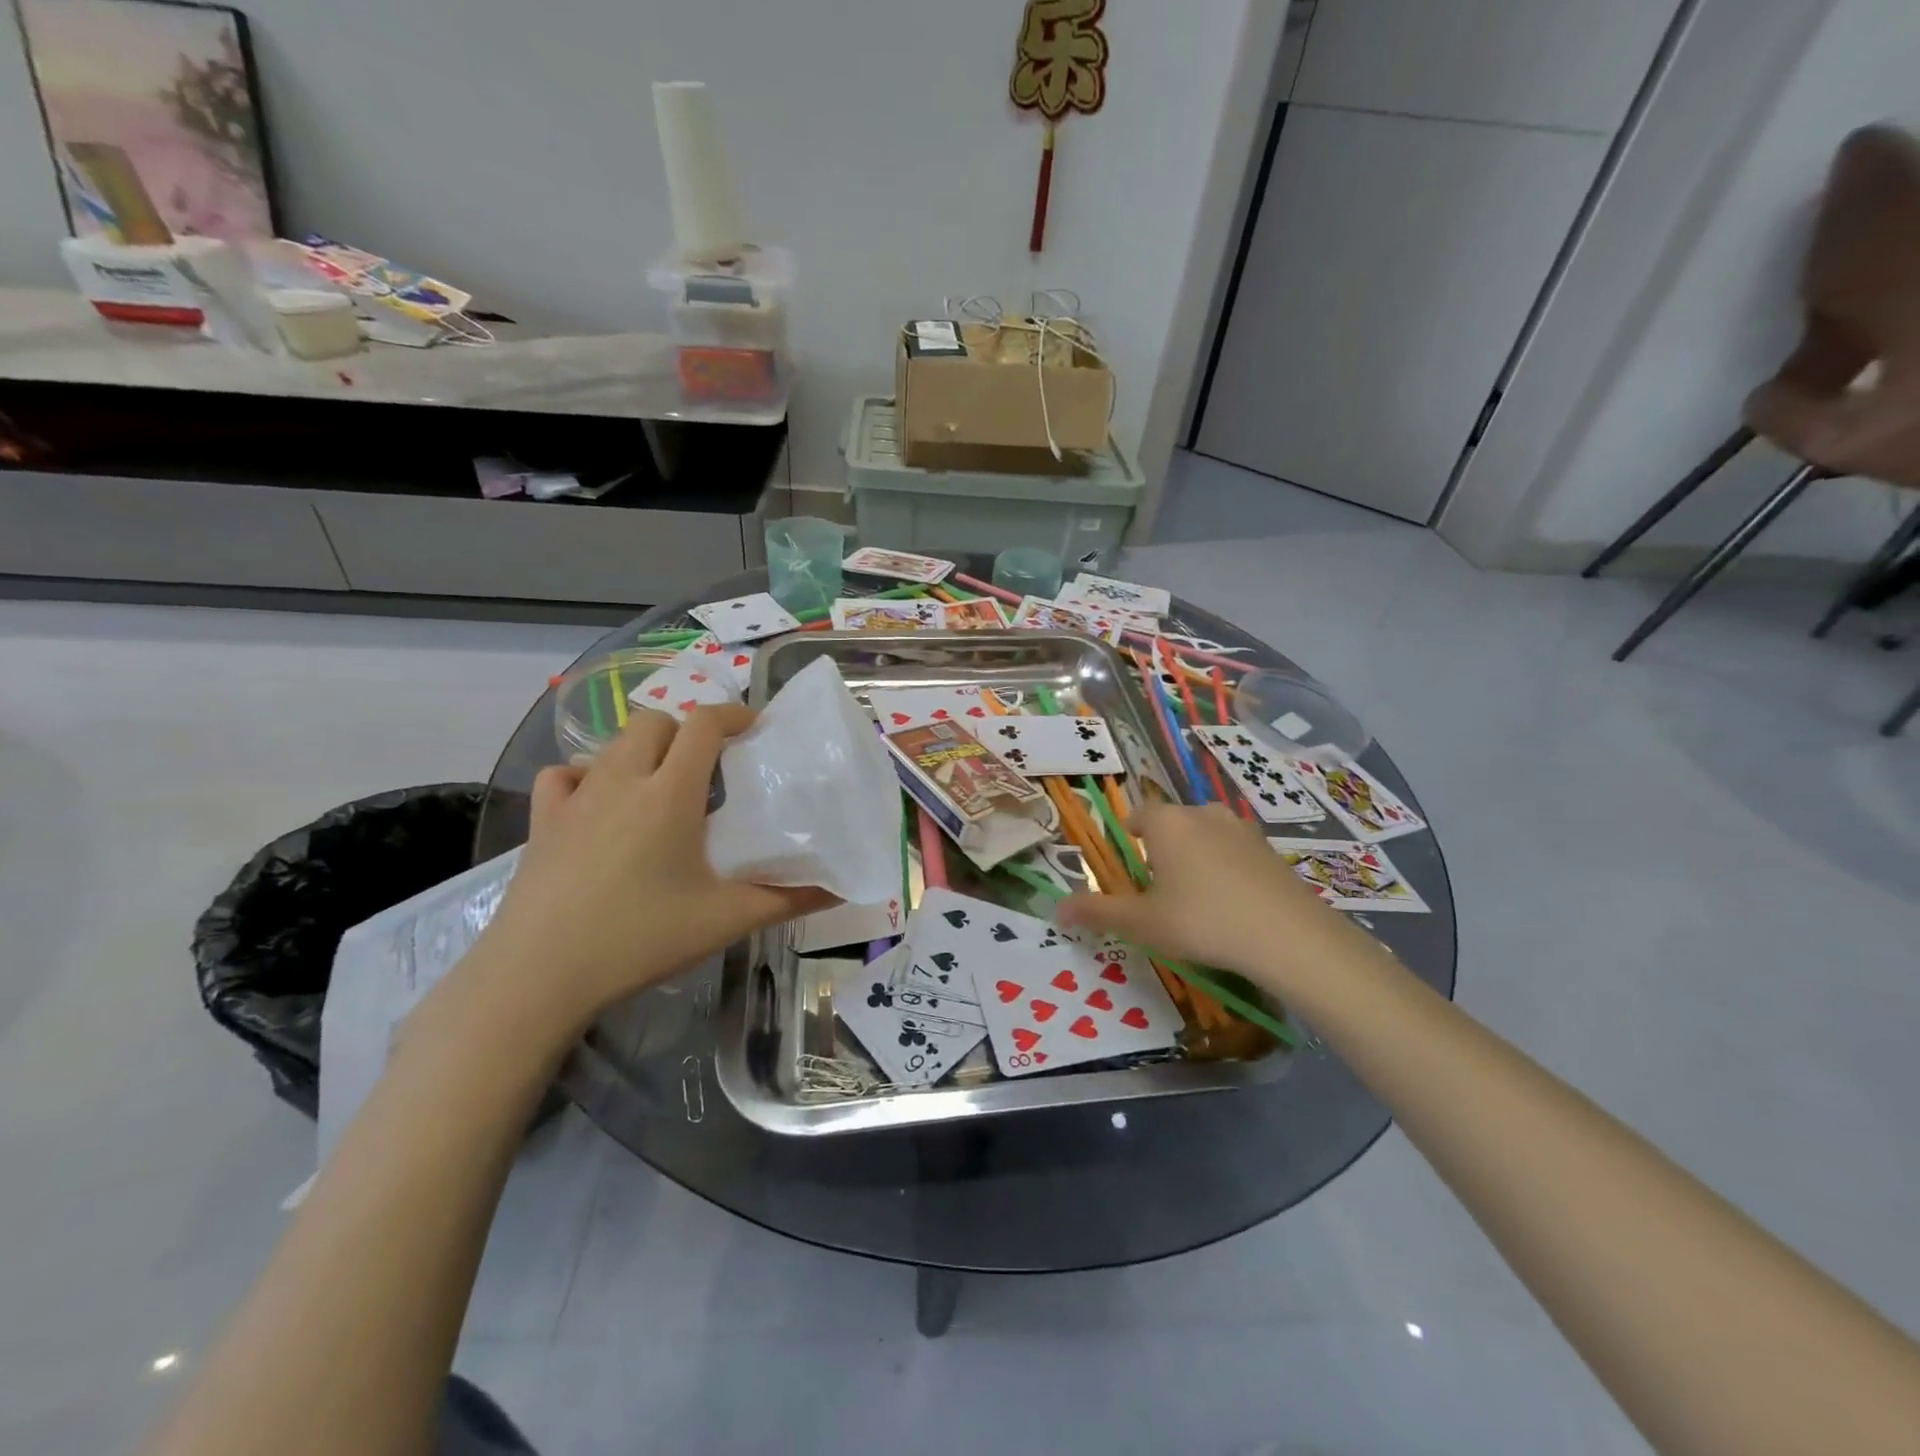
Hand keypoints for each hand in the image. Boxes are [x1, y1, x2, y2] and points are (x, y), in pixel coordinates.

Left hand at [474, 705, 835, 1030]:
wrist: (537, 976)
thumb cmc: (639, 939)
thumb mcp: (724, 920)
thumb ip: (786, 900)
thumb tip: (837, 889)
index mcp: (669, 792)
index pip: (704, 724)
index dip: (734, 714)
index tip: (755, 729)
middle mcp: (621, 779)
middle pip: (656, 721)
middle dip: (687, 731)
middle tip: (710, 767)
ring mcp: (576, 797)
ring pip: (613, 744)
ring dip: (644, 750)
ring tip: (661, 787)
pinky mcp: (542, 821)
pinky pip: (564, 775)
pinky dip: (587, 776)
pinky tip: (599, 804)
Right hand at [1055, 802, 1354, 990]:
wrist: (1288, 936)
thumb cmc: (1202, 921)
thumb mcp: (1141, 923)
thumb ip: (1098, 912)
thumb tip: (1056, 909)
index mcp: (1167, 822)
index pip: (1138, 817)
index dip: (1131, 837)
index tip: (1132, 866)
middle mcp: (1202, 813)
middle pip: (1173, 824)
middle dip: (1163, 849)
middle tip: (1161, 890)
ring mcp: (1242, 828)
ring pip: (1206, 835)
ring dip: (1197, 857)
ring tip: (1197, 898)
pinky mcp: (1270, 849)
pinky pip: (1236, 851)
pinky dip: (1228, 869)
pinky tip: (1233, 905)